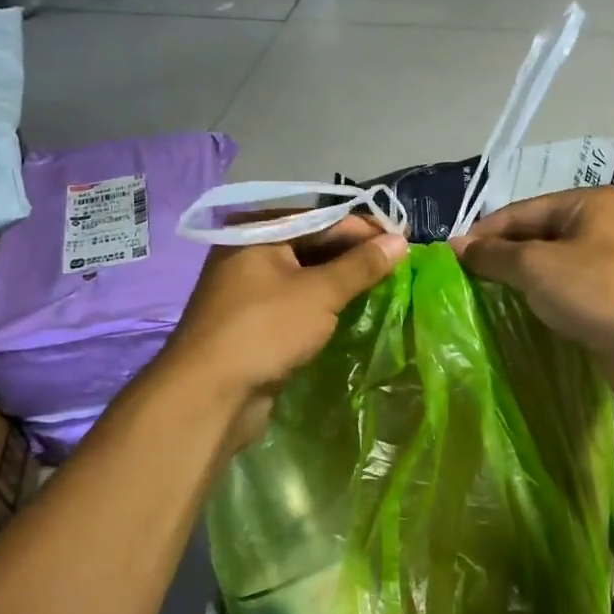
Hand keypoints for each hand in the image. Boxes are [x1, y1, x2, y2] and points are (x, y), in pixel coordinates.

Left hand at [160, 217, 407, 445]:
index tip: (403, 242)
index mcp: (257, 230)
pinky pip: (295, 303)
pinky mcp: (252, 322)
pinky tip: (349, 313)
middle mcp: (248, 251)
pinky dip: (321, 306)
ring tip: (381, 289)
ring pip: (304, 277)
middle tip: (397, 268)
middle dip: (353, 257)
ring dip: (340, 283)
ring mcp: (247, 289)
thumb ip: (361, 265)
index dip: (365, 230)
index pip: (323, 219)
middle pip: (312, 245)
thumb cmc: (265, 329)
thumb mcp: (319, 293)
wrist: (210, 394)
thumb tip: (400, 240)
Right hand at [450, 187, 613, 414]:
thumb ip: (493, 255)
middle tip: (461, 280)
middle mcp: (599, 227)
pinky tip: (513, 314)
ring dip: (516, 282)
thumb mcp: (536, 266)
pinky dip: (538, 300)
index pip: (520, 211)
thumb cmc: (598, 292)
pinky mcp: (608, 300)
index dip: (483, 233)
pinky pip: (562, 292)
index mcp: (587, 204)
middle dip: (499, 257)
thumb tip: (456, 246)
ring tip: (479, 297)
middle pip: (534, 236)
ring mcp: (607, 265)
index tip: (449, 258)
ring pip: (548, 267)